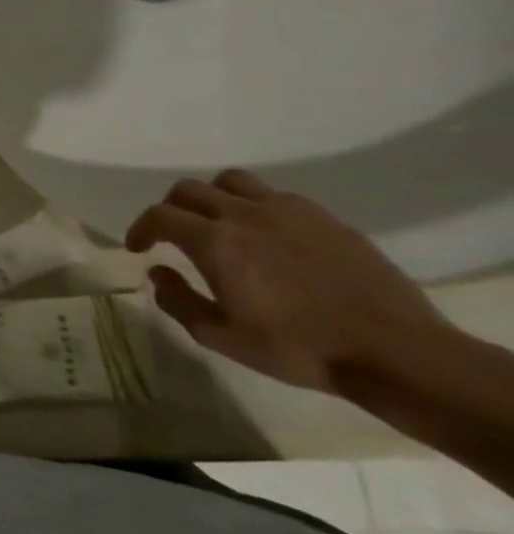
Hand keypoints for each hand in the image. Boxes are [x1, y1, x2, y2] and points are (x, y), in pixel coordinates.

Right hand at [126, 170, 446, 395]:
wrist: (394, 351)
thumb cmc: (296, 347)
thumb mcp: (219, 336)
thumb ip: (178, 300)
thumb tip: (158, 272)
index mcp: (215, 242)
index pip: (159, 216)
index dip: (140, 229)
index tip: (138, 248)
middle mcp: (247, 216)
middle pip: (190, 190)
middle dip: (170, 209)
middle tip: (171, 236)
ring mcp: (292, 213)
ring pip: (233, 181)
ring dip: (213, 197)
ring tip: (218, 225)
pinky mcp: (328, 220)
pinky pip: (276, 196)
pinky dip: (255, 206)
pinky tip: (266, 236)